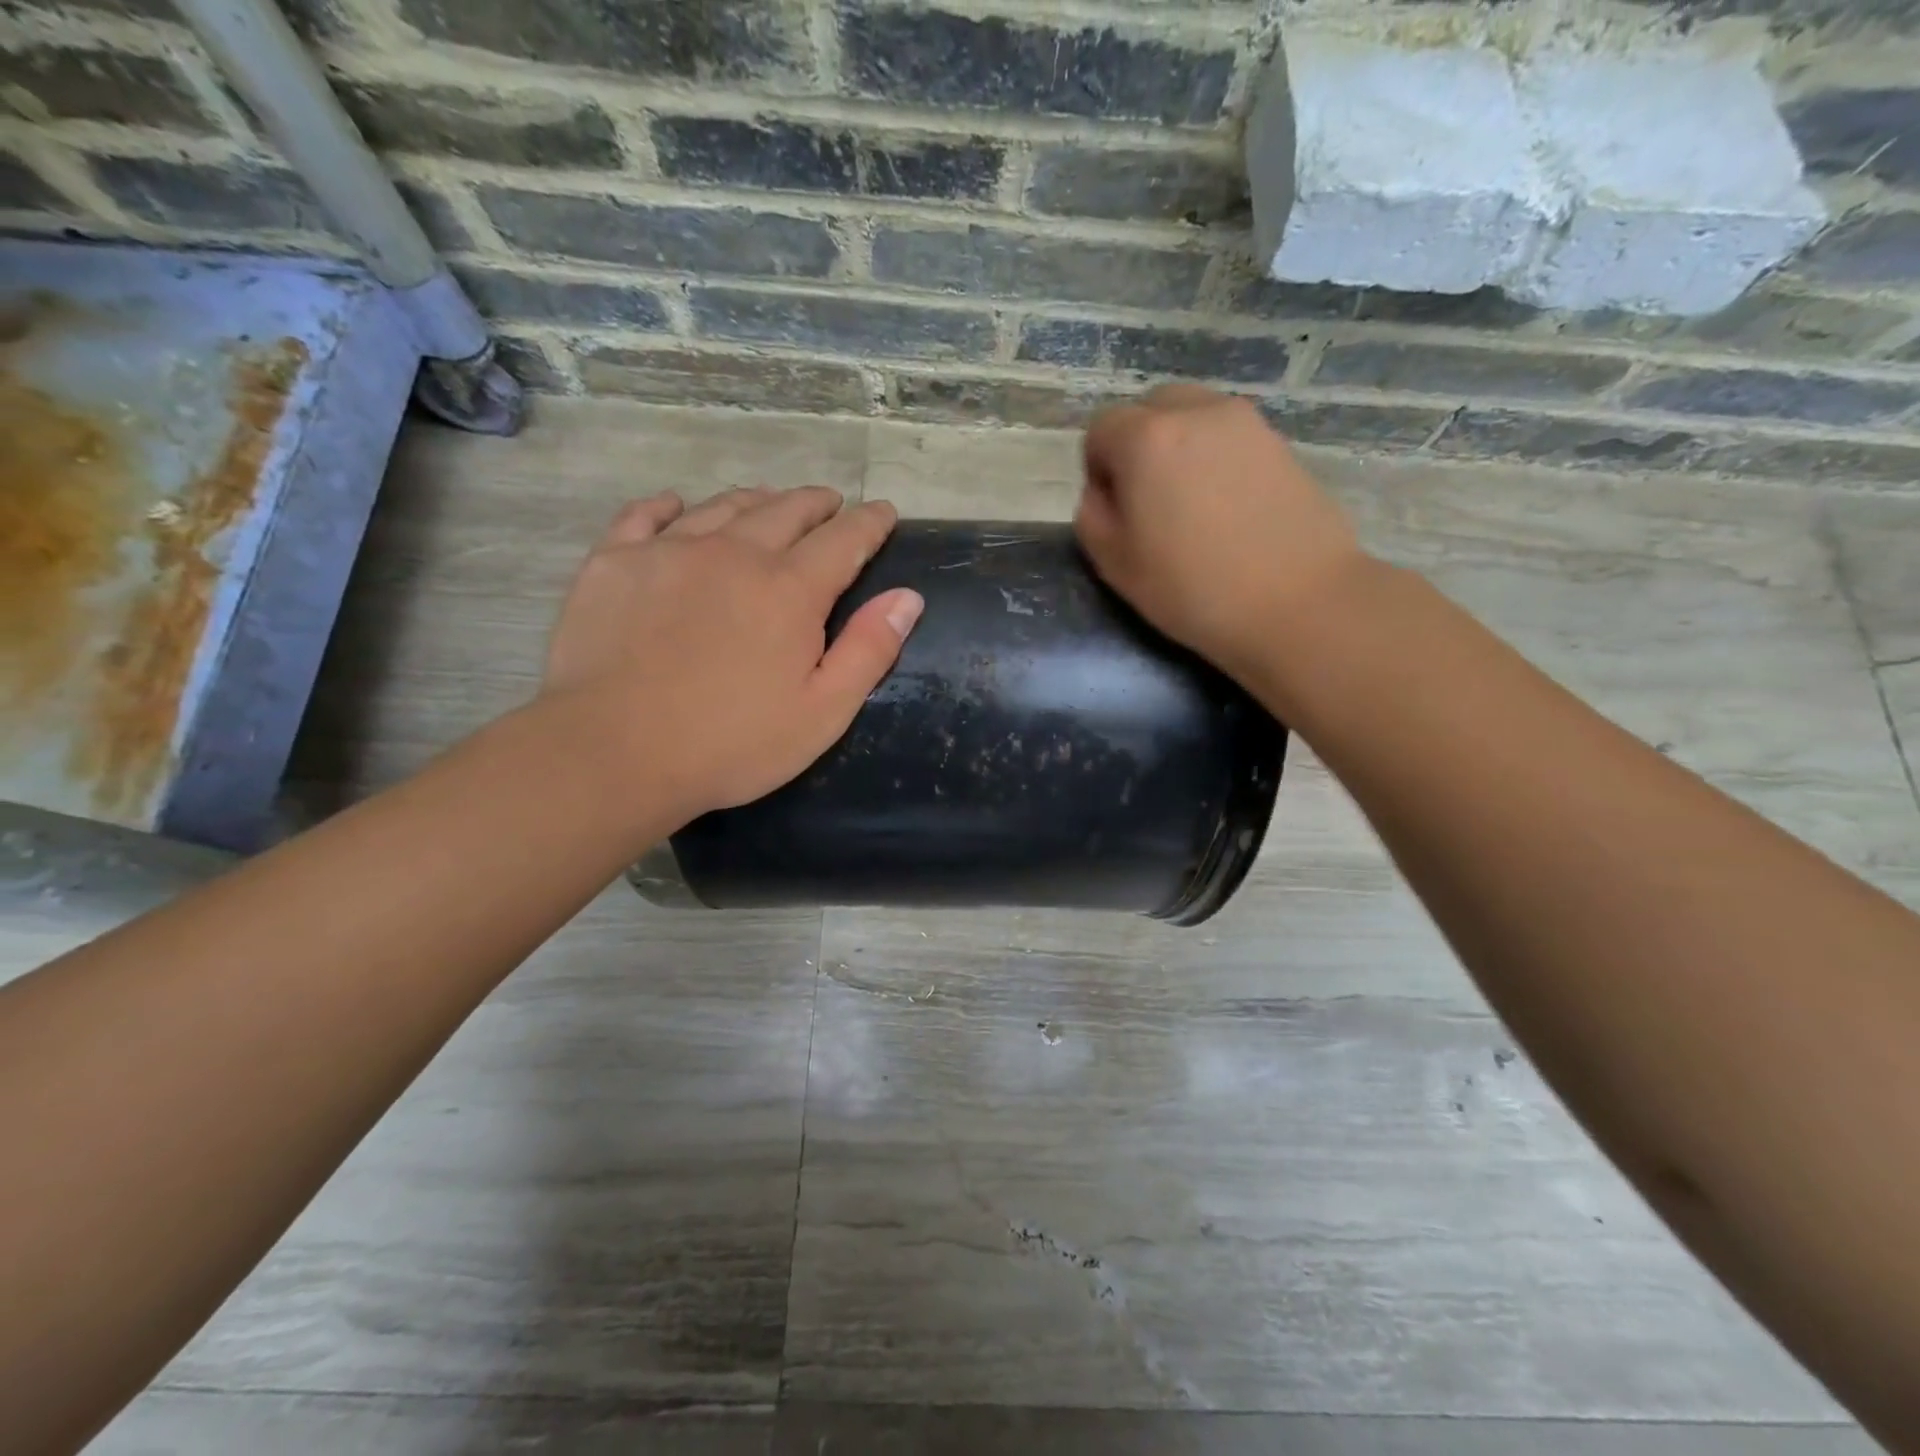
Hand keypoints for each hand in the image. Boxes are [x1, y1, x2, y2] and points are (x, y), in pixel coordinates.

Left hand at [542, 486, 922, 819]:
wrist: (614, 753)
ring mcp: (669, 551)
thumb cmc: (732, 744)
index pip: (844, 540)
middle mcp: (735, 553)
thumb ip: (869, 651)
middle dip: (816, 503)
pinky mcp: (614, 562)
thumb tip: (908, 598)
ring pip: (723, 505)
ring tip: (770, 502)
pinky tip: (676, 506)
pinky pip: (645, 515)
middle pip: (786, 510)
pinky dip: (668, 505)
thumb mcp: (822, 712)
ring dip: (757, 500)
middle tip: (830, 503)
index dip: (870, 523)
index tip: (884, 512)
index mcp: (791, 590)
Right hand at [1076, 385, 1364, 678]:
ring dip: (1179, 449)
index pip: (1101, 429)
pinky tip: (1229, 510)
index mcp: (1146, 437)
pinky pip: (1230, 438)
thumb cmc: (1191, 588)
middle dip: (1138, 445)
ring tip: (1192, 505)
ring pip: (1194, 417)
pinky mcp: (1281, 443)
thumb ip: (1092, 515)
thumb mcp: (1114, 563)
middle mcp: (1196, 412)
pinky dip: (1217, 459)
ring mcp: (1246, 423)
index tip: (1114, 511)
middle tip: (1149, 502)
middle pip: (1150, 408)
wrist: (1297, 602)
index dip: (1097, 469)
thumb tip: (1104, 491)